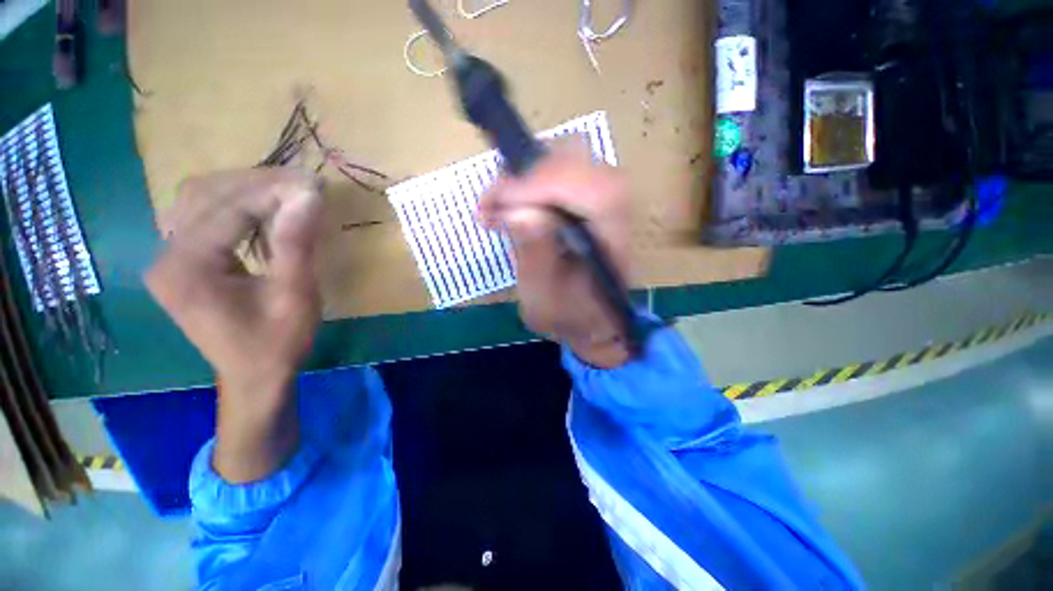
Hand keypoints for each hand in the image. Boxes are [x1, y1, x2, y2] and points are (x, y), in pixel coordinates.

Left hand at [145, 169, 321, 481]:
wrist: (255, 377)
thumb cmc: (278, 343)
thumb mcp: (295, 295)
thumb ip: (296, 243)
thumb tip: (310, 195)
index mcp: (187, 268)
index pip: (228, 208)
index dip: (273, 191)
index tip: (315, 184)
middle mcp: (166, 256)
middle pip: (205, 195)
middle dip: (258, 183)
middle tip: (304, 184)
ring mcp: (169, 257)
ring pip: (200, 199)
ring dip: (246, 189)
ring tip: (288, 193)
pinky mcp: (181, 261)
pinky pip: (203, 216)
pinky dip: (236, 205)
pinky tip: (265, 210)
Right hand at [479, 148, 632, 367]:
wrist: (591, 318)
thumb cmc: (568, 315)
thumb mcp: (543, 298)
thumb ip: (535, 257)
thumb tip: (517, 210)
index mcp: (613, 243)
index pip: (593, 192)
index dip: (544, 184)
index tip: (498, 199)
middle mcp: (618, 213)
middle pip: (580, 166)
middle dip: (527, 178)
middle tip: (491, 202)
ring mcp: (605, 200)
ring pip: (568, 162)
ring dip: (525, 178)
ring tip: (497, 204)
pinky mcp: (590, 197)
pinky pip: (561, 171)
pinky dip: (530, 181)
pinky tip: (510, 201)